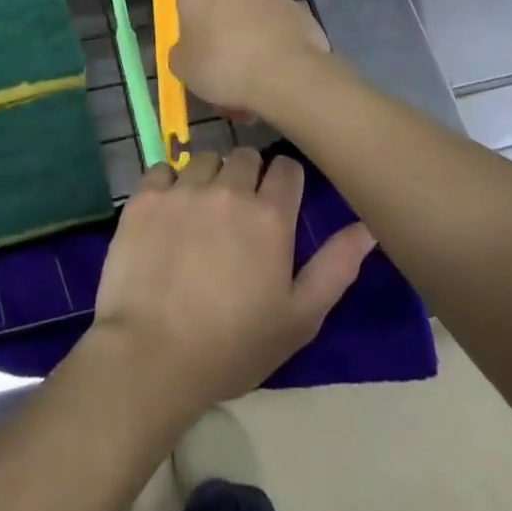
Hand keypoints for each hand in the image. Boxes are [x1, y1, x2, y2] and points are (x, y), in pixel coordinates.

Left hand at [90, 148, 374, 417]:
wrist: (152, 355)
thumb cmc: (233, 345)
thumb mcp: (299, 318)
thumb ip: (336, 267)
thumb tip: (366, 226)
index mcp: (269, 215)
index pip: (287, 169)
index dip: (286, 183)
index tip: (279, 204)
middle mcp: (228, 189)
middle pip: (245, 156)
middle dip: (248, 176)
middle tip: (239, 213)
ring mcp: (182, 189)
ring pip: (203, 159)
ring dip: (209, 177)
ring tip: (202, 212)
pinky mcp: (144, 196)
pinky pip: (162, 169)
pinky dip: (168, 183)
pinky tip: (167, 212)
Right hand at [170, 0, 329, 120]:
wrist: (287, 74)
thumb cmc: (223, 66)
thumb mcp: (183, 70)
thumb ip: (181, 54)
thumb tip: (187, 50)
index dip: (186, 16)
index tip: (191, 43)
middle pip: (220, 2)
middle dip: (220, 29)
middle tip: (220, 65)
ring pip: (250, 16)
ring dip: (248, 39)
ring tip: (251, 81)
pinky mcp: (298, 10)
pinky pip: (277, 28)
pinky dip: (273, 46)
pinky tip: (275, 76)